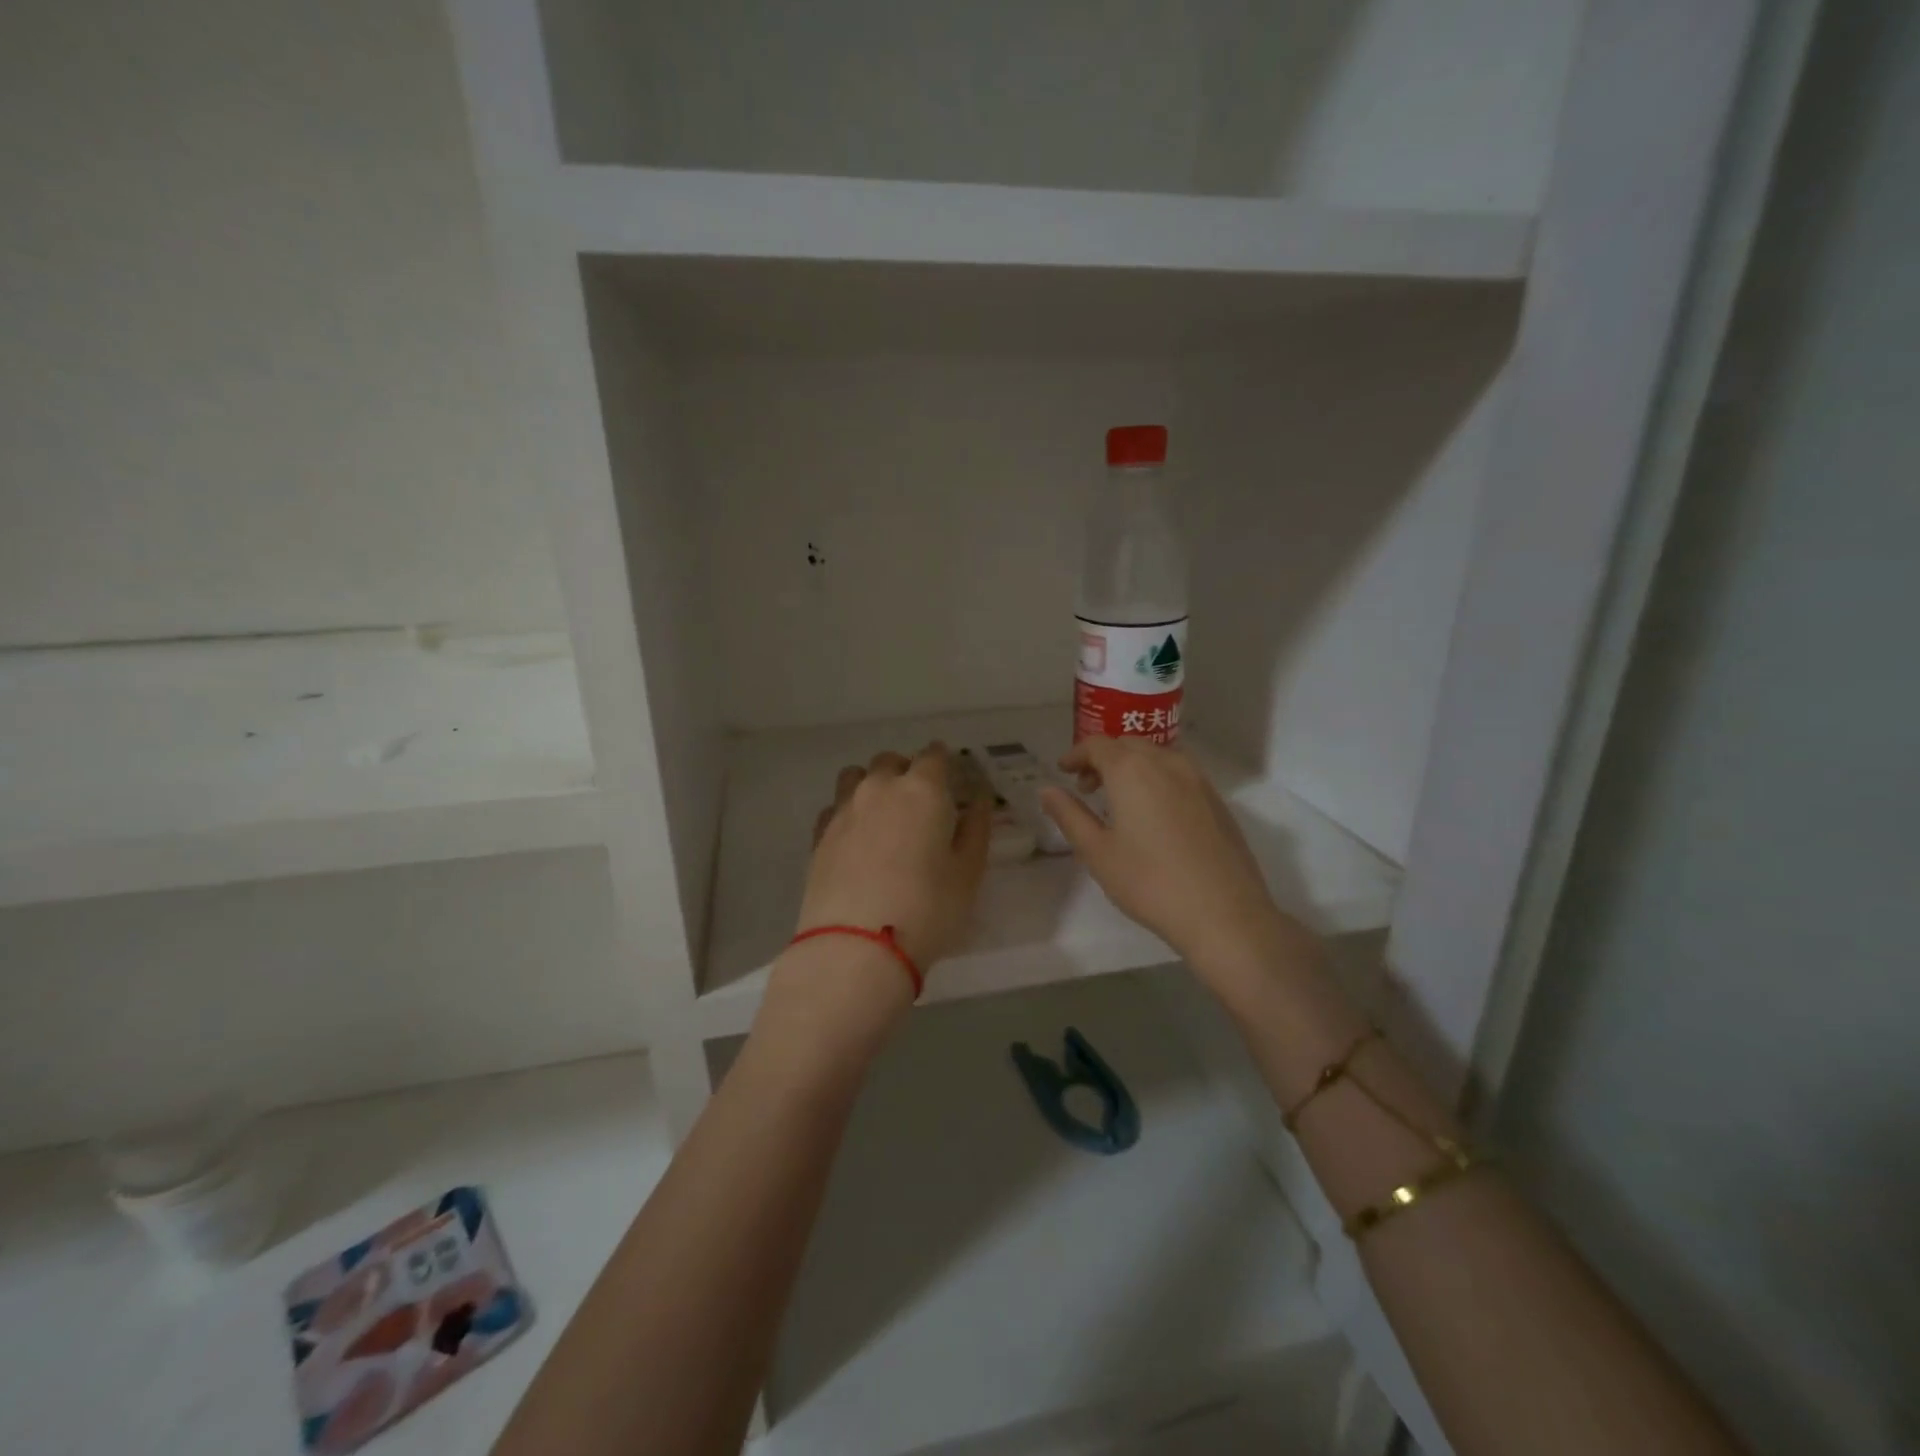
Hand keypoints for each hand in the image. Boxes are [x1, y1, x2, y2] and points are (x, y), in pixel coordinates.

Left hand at [796, 743, 991, 973]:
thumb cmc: (927, 909)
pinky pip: (835, 806)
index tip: (951, 776)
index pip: (934, 755)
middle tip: (920, 799)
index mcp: (922, 790)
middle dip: (907, 770)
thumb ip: (976, 828)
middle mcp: (879, 788)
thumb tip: (979, 799)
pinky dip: (848, 811)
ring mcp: (843, 809)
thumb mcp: (968, 872)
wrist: (856, 947)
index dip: (944, 761)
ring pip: (856, 776)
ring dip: (872, 783)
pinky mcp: (818, 835)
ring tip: (883, 812)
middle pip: (891, 761)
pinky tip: (856, 837)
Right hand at [1039, 736, 1288, 968]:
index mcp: (1132, 770)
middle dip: (1103, 759)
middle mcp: (1166, 762)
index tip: (1064, 771)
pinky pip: (1179, 773)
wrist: (1223, 912)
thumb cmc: (1149, 882)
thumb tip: (1047, 790)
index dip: (1076, 754)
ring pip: (1157, 756)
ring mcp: (1198, 779)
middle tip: (1087, 788)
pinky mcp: (1217, 800)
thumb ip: (1069, 815)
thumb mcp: (1097, 851)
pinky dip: (1158, 778)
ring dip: (1132, 766)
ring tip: (1120, 800)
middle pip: (1128, 745)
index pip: (1097, 745)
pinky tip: (1154, 814)